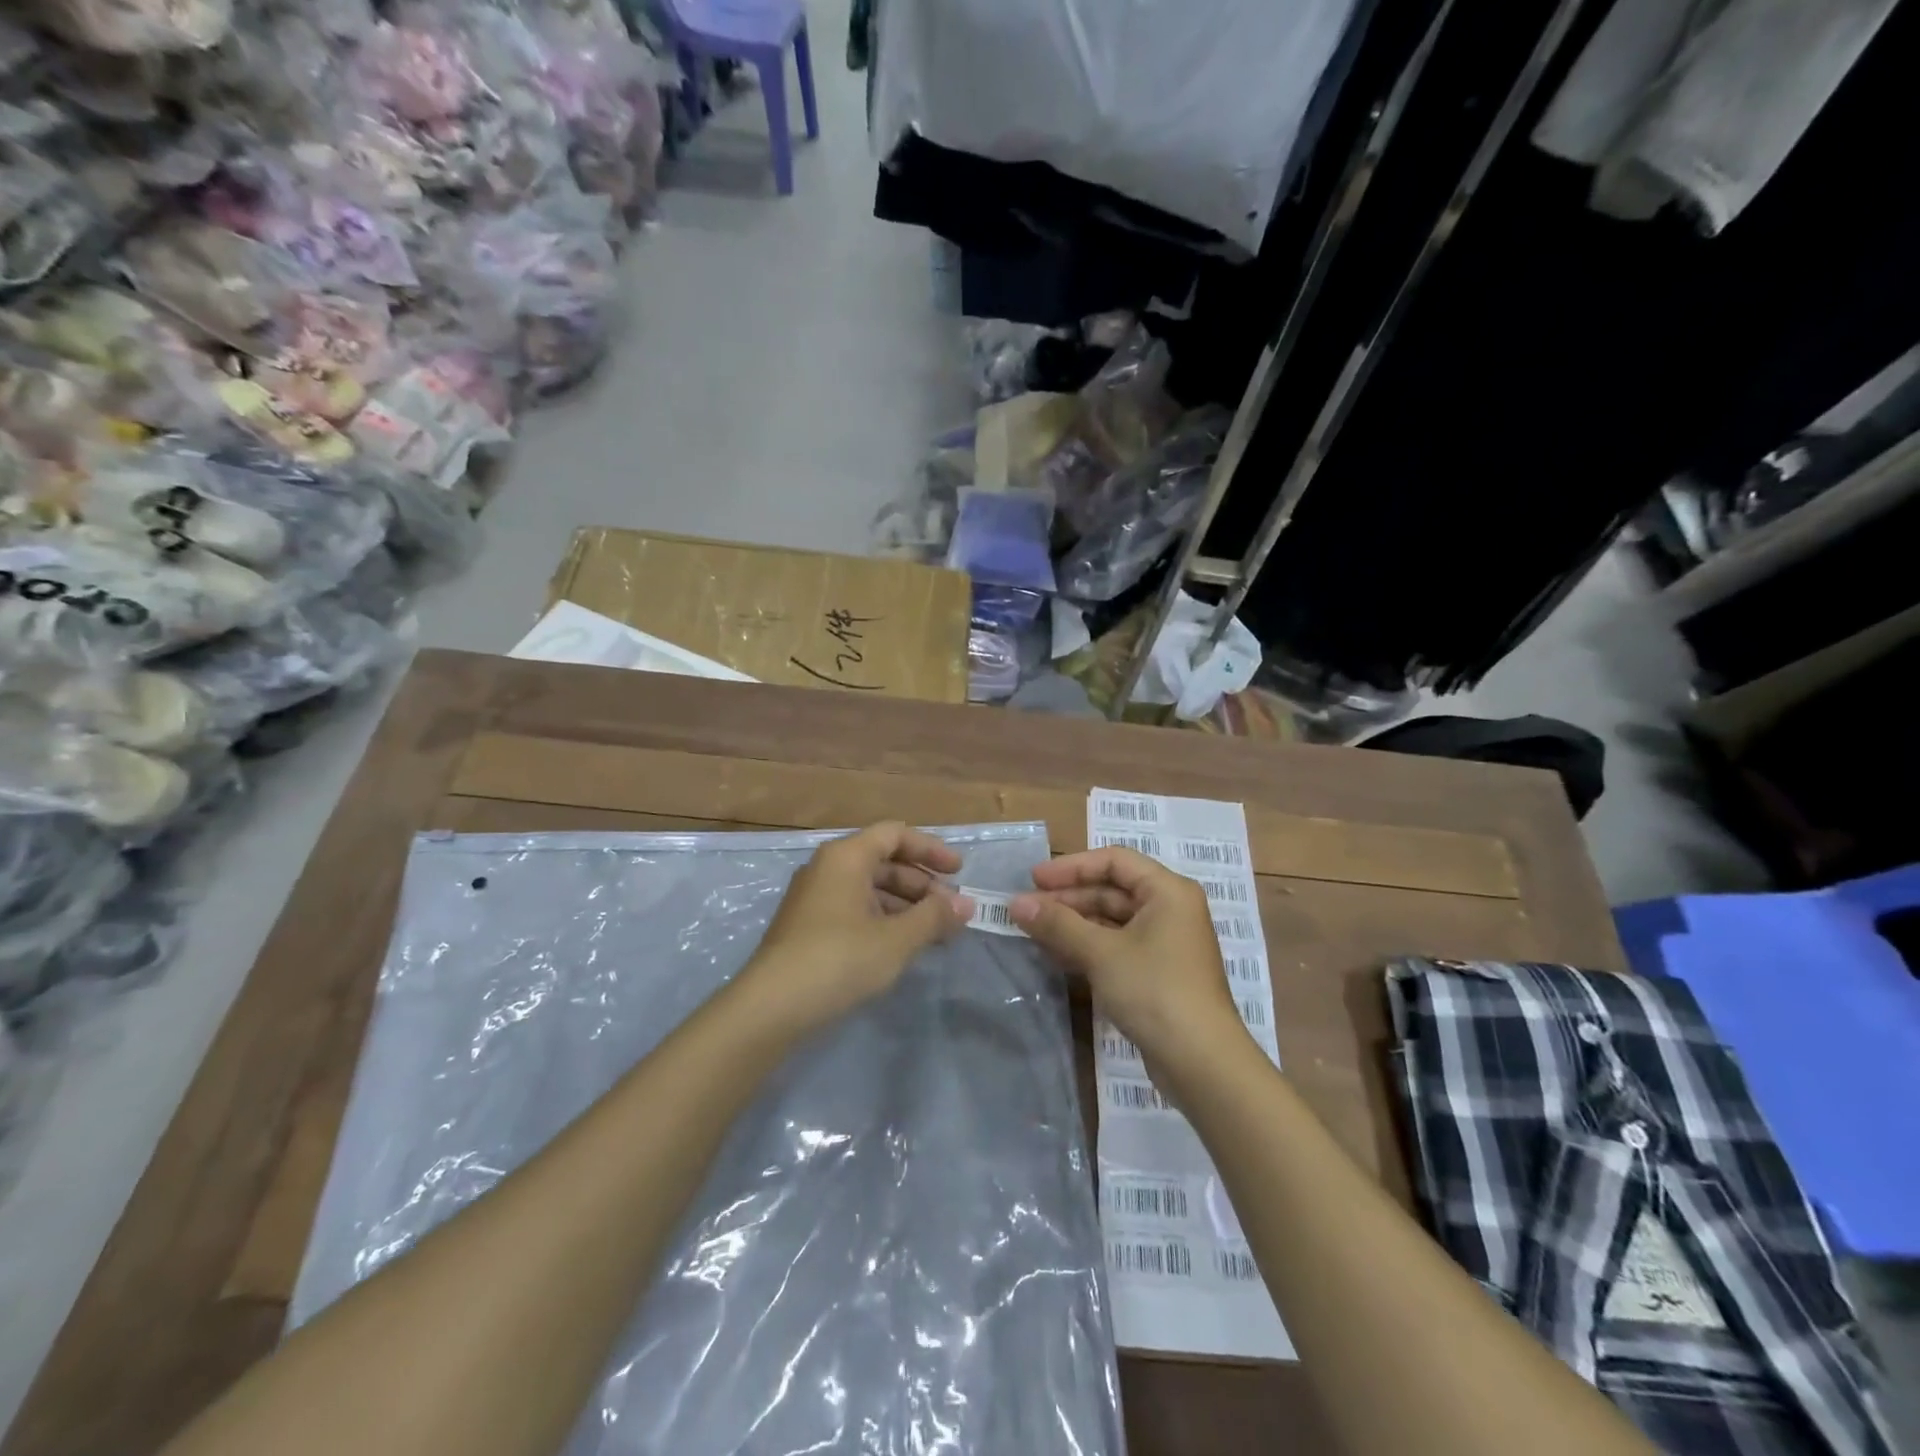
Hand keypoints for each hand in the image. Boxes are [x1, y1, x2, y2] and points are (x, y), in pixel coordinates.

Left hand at [740, 822, 969, 1029]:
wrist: (770, 1007)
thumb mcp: (896, 939)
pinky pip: (855, 909)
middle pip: (883, 862)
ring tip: (934, 932)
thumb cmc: (838, 959)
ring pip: (869, 888)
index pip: (895, 835)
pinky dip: (883, 920)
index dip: (930, 849)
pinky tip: (902, 946)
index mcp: (846, 857)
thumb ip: (934, 917)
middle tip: (951, 911)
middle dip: (921, 884)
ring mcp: (814, 898)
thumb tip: (967, 904)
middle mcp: (827, 868)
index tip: (959, 872)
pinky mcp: (808, 927)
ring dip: (905, 905)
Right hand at [1011, 848, 1248, 1077]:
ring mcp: (1166, 944)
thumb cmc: (1155, 991)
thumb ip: (1058, 924)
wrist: (1201, 1063)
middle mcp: (1170, 910)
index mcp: (1168, 891)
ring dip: (1074, 924)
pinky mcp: (1158, 974)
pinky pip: (1117, 946)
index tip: (1034, 879)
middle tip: (1026, 909)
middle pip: (1112, 890)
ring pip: (1112, 921)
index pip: (1114, 860)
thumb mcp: (1101, 953)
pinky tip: (1057, 955)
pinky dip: (1088, 947)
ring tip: (1033, 931)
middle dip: (1068, 898)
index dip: (1072, 867)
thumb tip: (1015, 903)